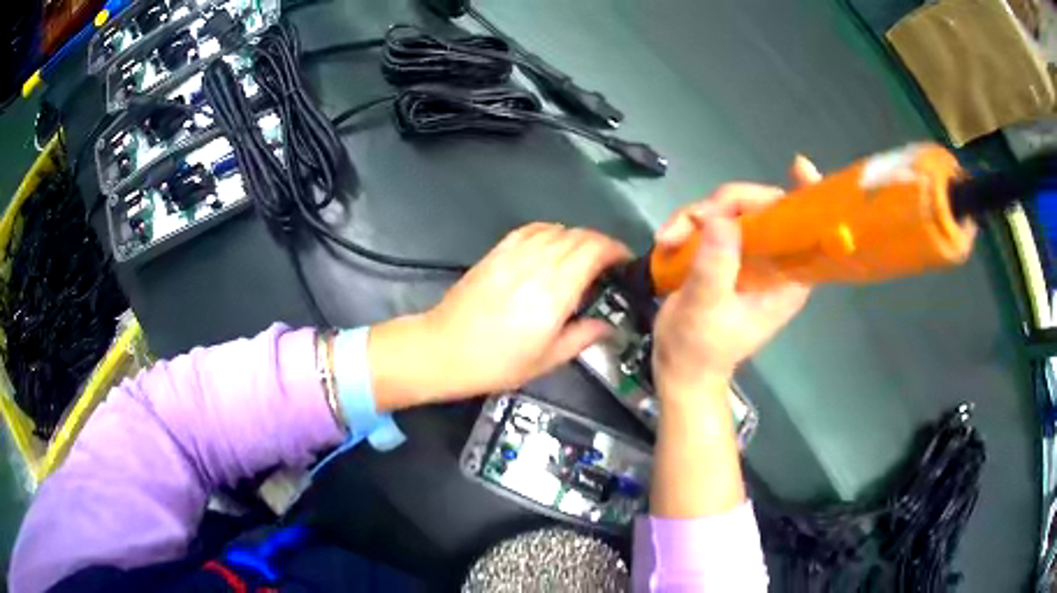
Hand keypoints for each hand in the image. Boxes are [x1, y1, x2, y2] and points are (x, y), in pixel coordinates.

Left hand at [370, 223, 630, 408]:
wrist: (444, 350)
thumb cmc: (498, 362)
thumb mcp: (547, 359)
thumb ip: (583, 337)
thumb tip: (609, 327)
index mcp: (555, 290)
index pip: (594, 250)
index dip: (615, 250)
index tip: (626, 262)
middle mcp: (537, 263)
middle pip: (579, 236)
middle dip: (601, 244)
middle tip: (609, 264)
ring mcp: (514, 254)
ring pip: (556, 229)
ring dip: (577, 238)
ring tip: (582, 256)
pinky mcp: (496, 252)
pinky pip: (530, 229)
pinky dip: (549, 231)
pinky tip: (552, 245)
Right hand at [652, 156, 820, 400]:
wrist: (680, 368)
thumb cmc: (701, 349)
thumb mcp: (707, 310)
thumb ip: (716, 266)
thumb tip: (719, 218)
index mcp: (786, 277)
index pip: (806, 229)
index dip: (806, 195)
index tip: (798, 167)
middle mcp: (773, 260)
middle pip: (760, 206)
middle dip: (724, 204)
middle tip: (692, 219)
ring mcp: (748, 255)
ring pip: (729, 210)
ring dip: (694, 216)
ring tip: (666, 239)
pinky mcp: (725, 254)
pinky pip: (710, 222)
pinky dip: (686, 226)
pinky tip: (665, 241)